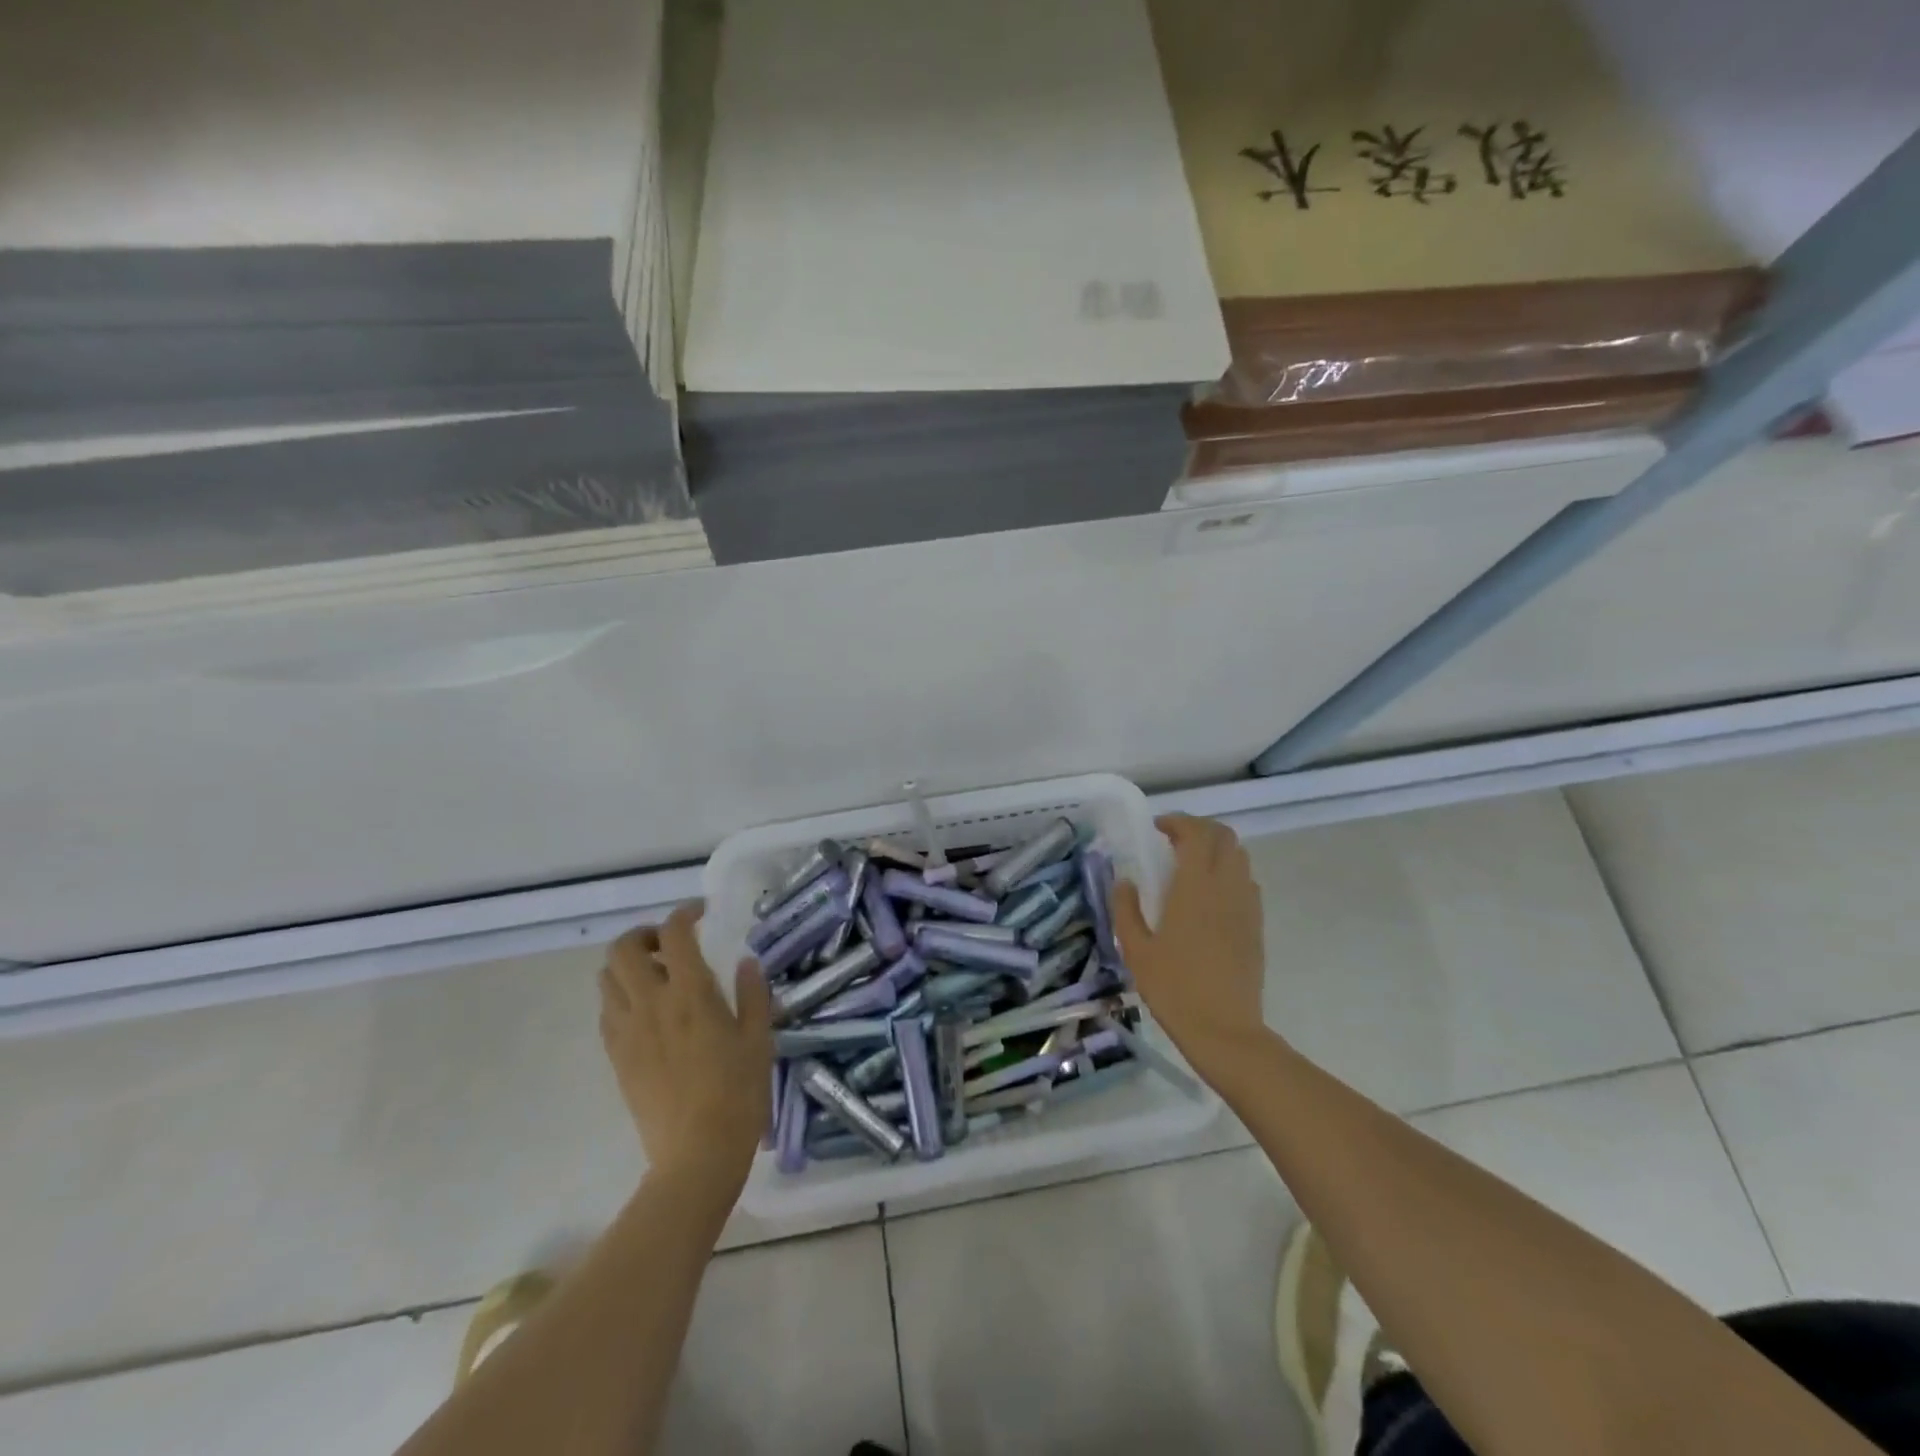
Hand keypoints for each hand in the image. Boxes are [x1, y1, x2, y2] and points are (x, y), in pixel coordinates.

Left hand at [599, 903, 772, 1191]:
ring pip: (607, 978)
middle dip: (644, 935)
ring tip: (657, 976)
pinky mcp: (616, 1057)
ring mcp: (628, 1031)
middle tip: (670, 945)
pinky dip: (621, 997)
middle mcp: (651, 1003)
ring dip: (628, 965)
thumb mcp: (759, 1039)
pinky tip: (648, 1013)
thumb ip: (753, 994)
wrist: (697, 1154)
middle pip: (623, 948)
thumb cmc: (739, 1093)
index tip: (701, 915)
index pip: (674, 934)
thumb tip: (746, 962)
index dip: (684, 914)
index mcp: (691, 994)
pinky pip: (606, 1012)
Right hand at [1111, 814, 1268, 1072]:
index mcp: (1195, 887)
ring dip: (1216, 849)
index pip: (1196, 834)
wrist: (1224, 1030)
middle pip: (1224, 837)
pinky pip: (1246, 882)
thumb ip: (1126, 909)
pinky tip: (1209, 896)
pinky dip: (1229, 873)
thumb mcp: (1136, 949)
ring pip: (1240, 857)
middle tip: (1174, 839)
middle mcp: (1226, 887)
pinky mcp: (1256, 925)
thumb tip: (1124, 880)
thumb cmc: (1174, 988)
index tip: (1157, 828)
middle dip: (1200, 828)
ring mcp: (1246, 906)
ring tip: (1190, 864)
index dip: (1178, 822)